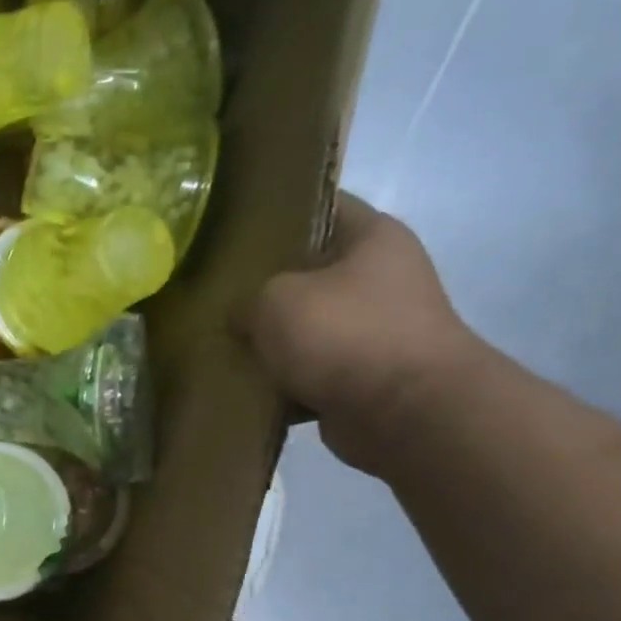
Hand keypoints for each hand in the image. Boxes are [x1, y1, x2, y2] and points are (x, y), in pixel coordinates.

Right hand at [249, 195, 481, 473]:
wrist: (404, 413)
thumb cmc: (343, 333)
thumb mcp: (274, 299)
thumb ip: (246, 299)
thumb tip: (241, 317)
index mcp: (373, 238)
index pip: (321, 207)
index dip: (278, 213)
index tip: (233, 229)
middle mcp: (382, 279)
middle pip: (310, 273)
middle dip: (265, 287)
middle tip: (217, 294)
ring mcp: (376, 332)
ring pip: (307, 327)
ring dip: (272, 341)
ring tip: (223, 343)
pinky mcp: (364, 379)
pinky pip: (310, 373)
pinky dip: (283, 382)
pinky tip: (246, 385)